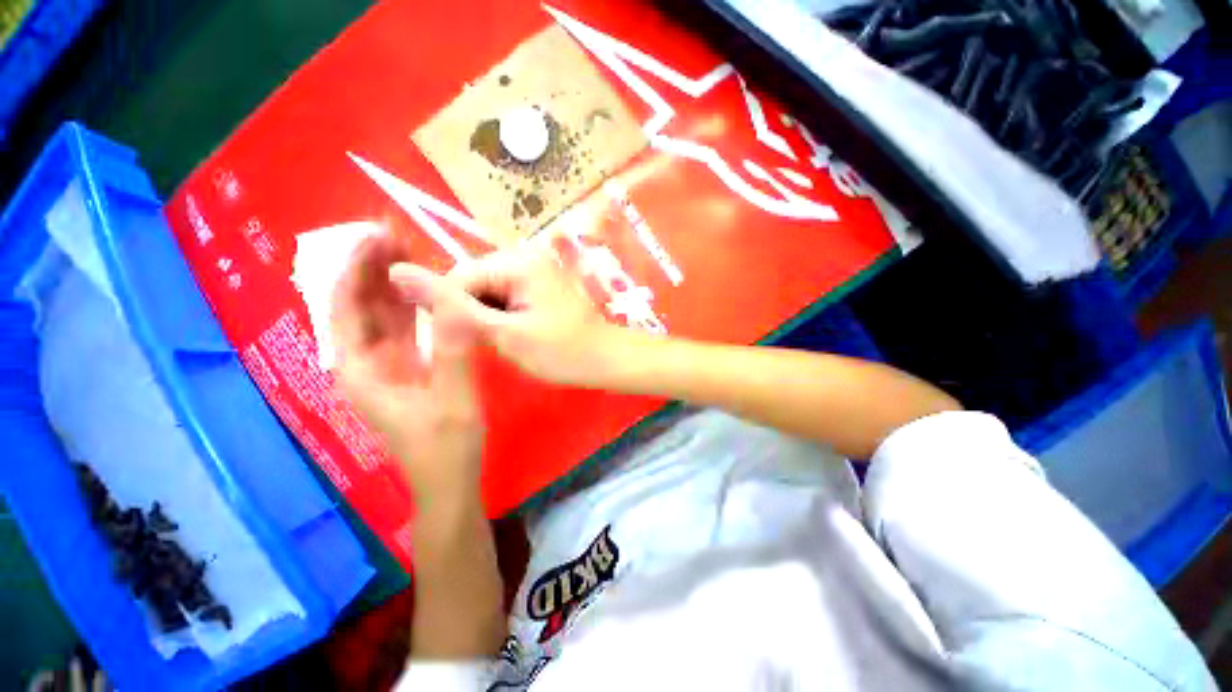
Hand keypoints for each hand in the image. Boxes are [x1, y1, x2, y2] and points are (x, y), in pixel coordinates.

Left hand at [330, 233, 483, 502]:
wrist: (450, 481)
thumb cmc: (446, 446)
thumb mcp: (453, 398)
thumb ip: (452, 349)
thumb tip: (449, 297)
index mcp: (361, 369)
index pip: (345, 306)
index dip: (356, 267)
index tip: (377, 235)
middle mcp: (365, 362)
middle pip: (359, 304)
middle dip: (372, 266)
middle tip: (396, 232)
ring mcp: (387, 364)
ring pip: (380, 314)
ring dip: (391, 281)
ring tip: (409, 249)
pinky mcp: (409, 367)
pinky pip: (403, 327)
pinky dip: (410, 304)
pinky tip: (425, 288)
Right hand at [389, 245, 621, 386]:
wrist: (607, 359)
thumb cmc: (562, 352)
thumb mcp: (505, 334)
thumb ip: (454, 307)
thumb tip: (397, 272)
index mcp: (515, 261)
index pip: (457, 278)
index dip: (453, 312)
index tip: (468, 341)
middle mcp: (523, 255)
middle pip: (472, 281)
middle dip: (473, 314)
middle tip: (493, 343)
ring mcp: (534, 268)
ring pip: (487, 291)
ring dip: (488, 317)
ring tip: (507, 340)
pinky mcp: (539, 283)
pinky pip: (505, 295)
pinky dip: (503, 315)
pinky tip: (516, 333)